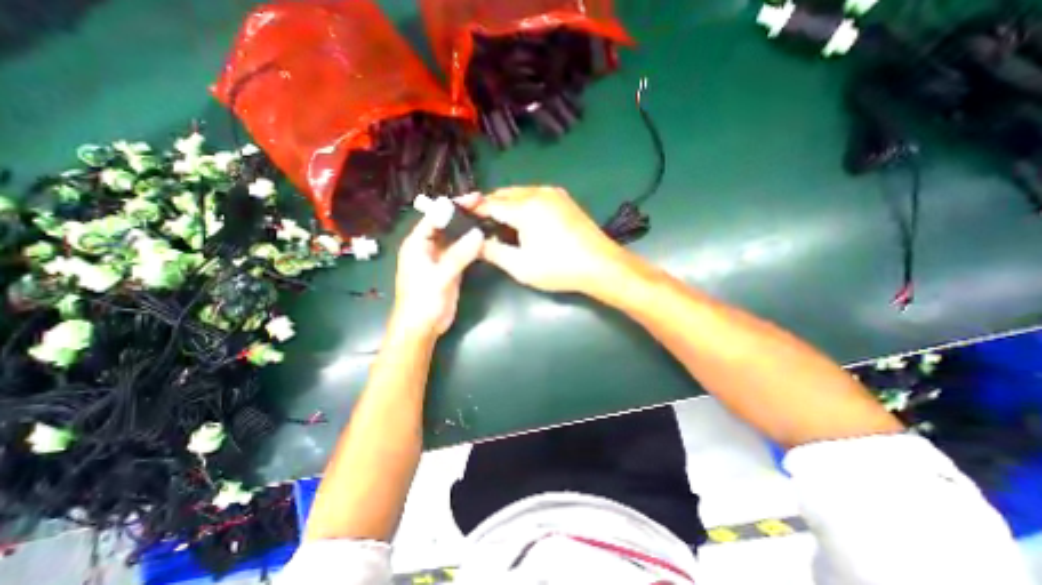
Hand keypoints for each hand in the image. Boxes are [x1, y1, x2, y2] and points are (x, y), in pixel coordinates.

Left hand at [390, 215, 483, 335]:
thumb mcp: (440, 276)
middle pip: (447, 225)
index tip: (474, 198)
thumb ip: (458, 255)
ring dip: (469, 229)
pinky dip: (472, 245)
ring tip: (488, 217)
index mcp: (417, 243)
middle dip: (464, 215)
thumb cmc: (422, 301)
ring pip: (456, 238)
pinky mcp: (451, 268)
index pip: (435, 217)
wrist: (422, 327)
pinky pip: (462, 251)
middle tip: (485, 205)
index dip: (453, 206)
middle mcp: (428, 246)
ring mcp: (440, 258)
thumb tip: (479, 233)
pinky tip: (485, 238)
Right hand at [467, 188, 625, 294]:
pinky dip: (521, 205)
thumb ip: (493, 251)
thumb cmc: (559, 268)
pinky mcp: (563, 199)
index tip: (458, 215)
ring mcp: (553, 193)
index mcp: (525, 207)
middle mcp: (538, 192)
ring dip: (504, 205)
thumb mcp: (520, 266)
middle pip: (503, 195)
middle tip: (476, 222)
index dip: (472, 209)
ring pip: (519, 194)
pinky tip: (520, 220)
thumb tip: (474, 243)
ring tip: (495, 223)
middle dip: (488, 206)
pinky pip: (534, 196)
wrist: (601, 265)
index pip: (489, 203)